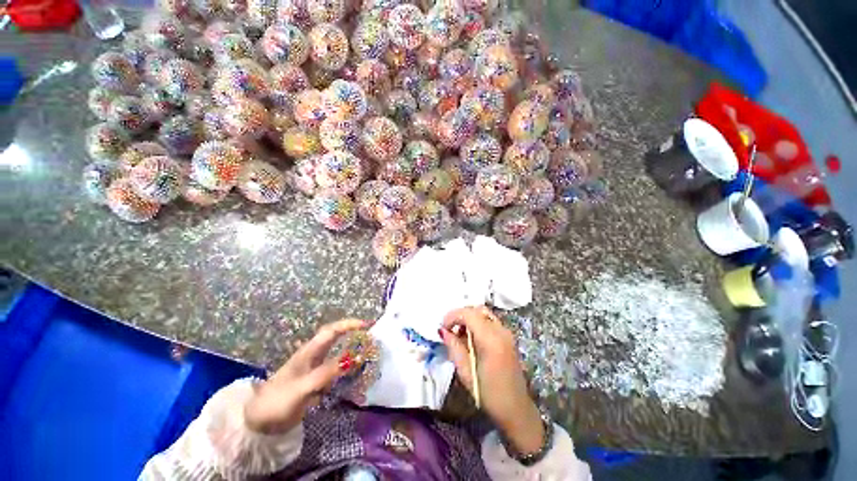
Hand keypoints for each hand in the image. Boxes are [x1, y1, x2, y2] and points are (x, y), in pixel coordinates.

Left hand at [244, 319, 368, 433]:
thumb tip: (353, 359)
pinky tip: (354, 373)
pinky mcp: (314, 381)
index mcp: (309, 351)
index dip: (349, 325)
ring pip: (336, 352)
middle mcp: (313, 355)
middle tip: (369, 336)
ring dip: (350, 349)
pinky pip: (334, 369)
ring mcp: (313, 368)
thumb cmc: (278, 401)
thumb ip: (327, 373)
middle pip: (335, 337)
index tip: (366, 325)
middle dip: (352, 333)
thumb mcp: (303, 387)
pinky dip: (346, 367)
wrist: (259, 422)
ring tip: (366, 351)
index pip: (331, 331)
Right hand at [440, 307, 544, 455]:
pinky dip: (477, 323)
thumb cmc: (488, 394)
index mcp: (490, 339)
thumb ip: (454, 347)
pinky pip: (490, 321)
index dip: (453, 316)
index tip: (442, 327)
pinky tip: (471, 339)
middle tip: (449, 330)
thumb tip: (443, 331)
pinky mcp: (508, 337)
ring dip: (469, 318)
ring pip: (484, 313)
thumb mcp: (465, 372)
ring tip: (459, 335)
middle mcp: (501, 330)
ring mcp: (506, 332)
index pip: (469, 314)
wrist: (515, 410)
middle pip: (477, 310)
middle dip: (460, 315)